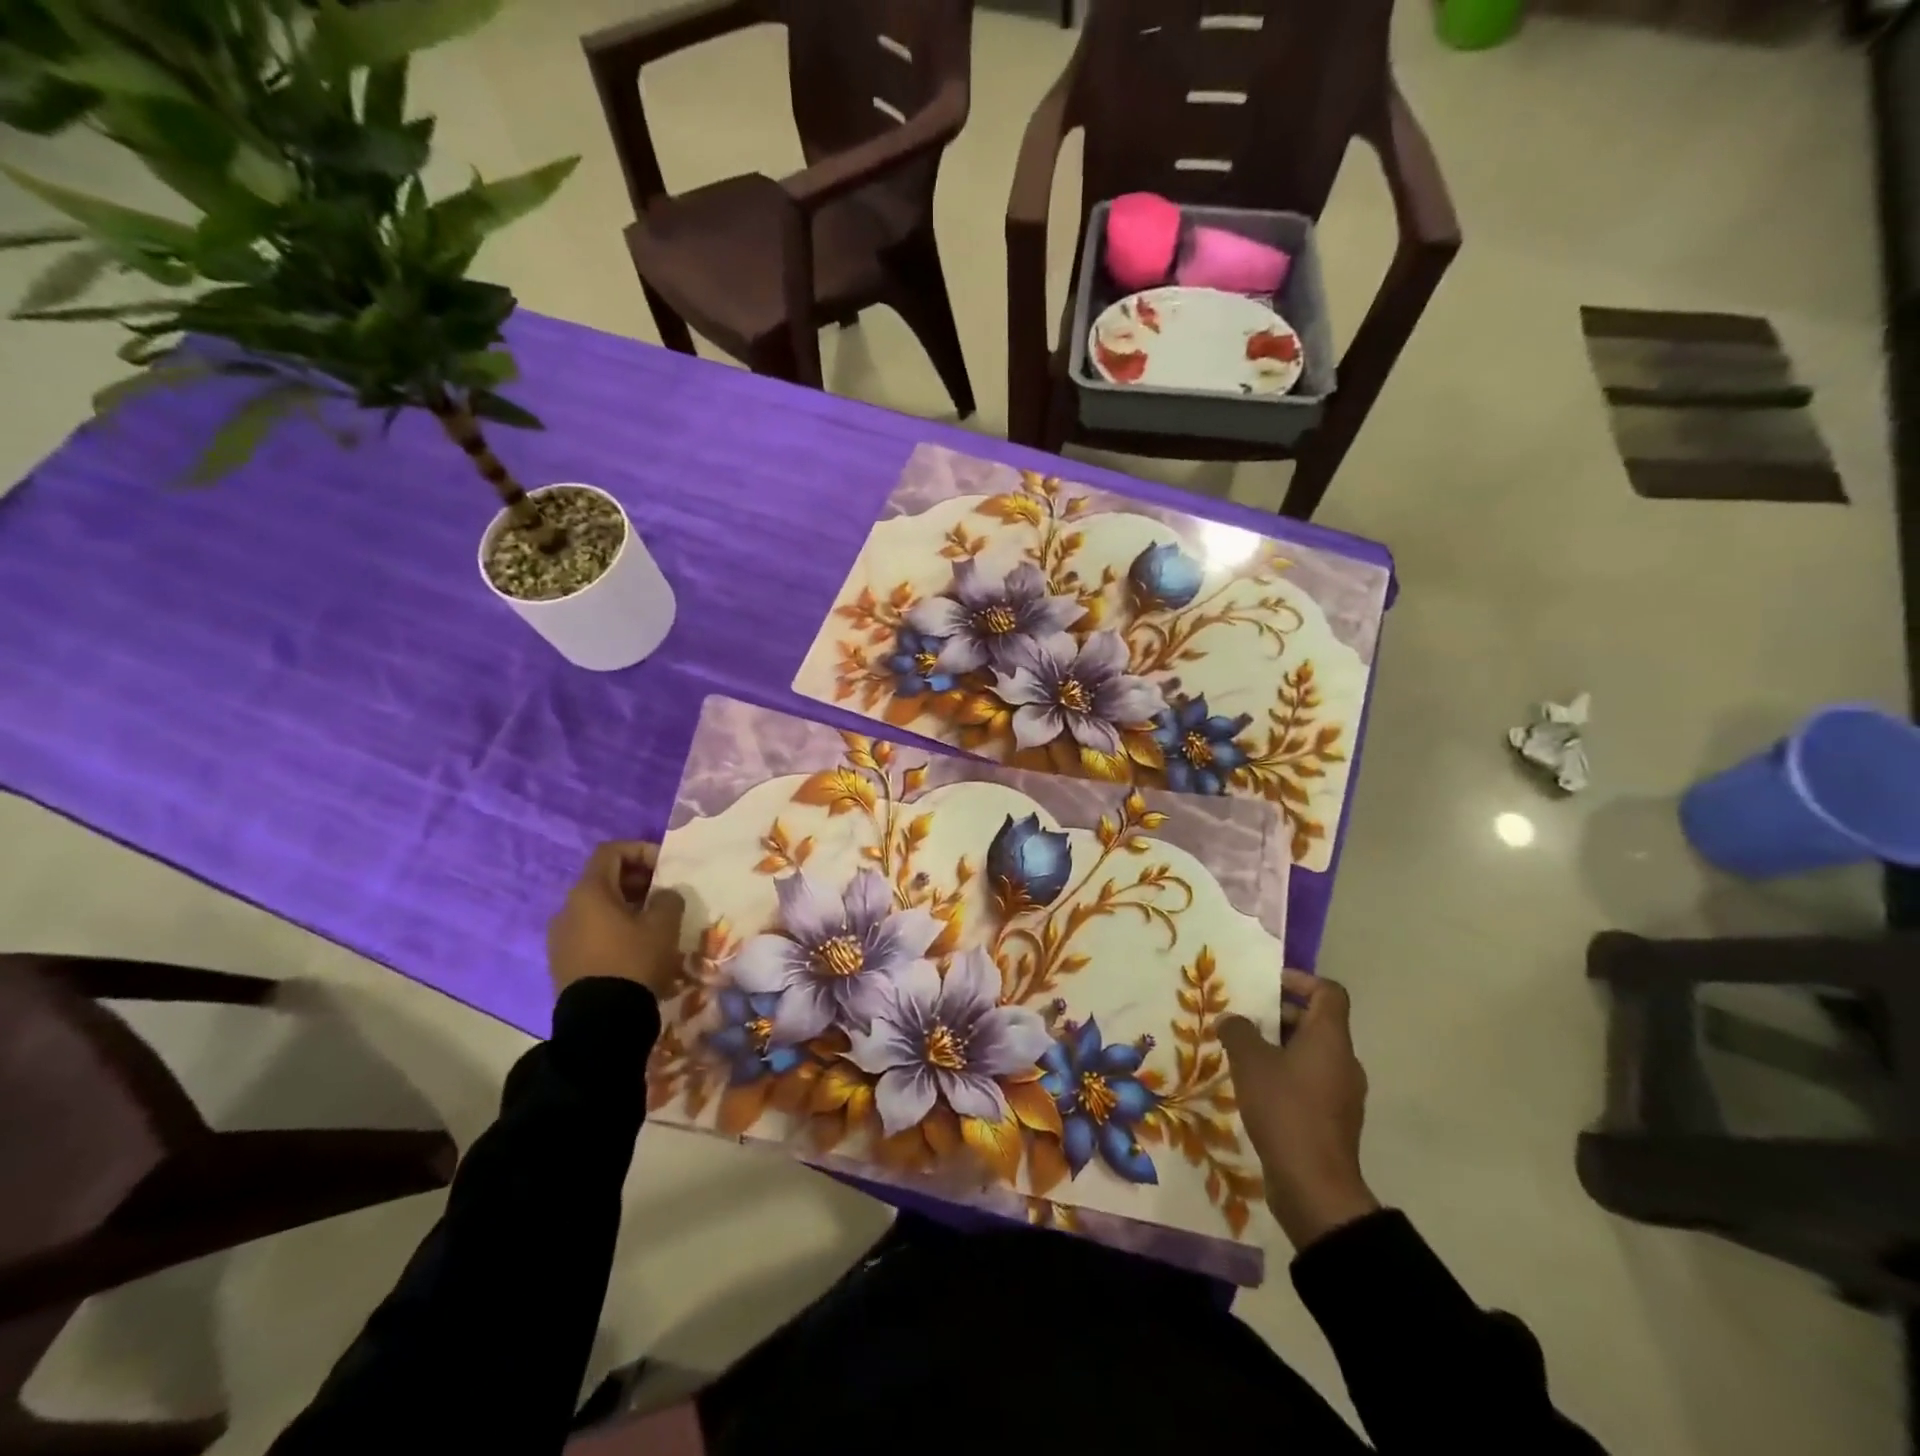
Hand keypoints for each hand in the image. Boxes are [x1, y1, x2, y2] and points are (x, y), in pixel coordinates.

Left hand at [547, 842, 686, 998]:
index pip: (611, 852)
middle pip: (603, 879)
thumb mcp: (663, 925)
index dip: (640, 850)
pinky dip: (613, 929)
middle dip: (636, 880)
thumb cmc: (633, 961)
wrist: (600, 1024)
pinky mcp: (562, 963)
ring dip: (626, 906)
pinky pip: (590, 932)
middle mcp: (567, 909)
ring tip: (653, 923)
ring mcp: (560, 938)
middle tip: (664, 894)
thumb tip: (663, 895)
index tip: (665, 867)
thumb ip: (668, 899)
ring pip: (596, 908)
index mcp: (589, 892)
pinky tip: (635, 947)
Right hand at [1219, 970, 1378, 1251]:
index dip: (1300, 980)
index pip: (1329, 992)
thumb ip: (1238, 1032)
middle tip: (1244, 1019)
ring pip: (1312, 1054)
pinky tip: (1255, 1089)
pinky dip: (1286, 1076)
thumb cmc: (1285, 1110)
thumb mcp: (1250, 1062)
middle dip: (1280, 1015)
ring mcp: (1342, 1094)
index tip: (1267, 985)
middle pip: (1317, 1022)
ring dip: (1280, 1047)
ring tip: (1243, 1053)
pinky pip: (1310, 1082)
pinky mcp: (1333, 1121)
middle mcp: (1343, 1061)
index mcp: (1330, 1039)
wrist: (1314, 1187)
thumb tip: (1233, 1020)